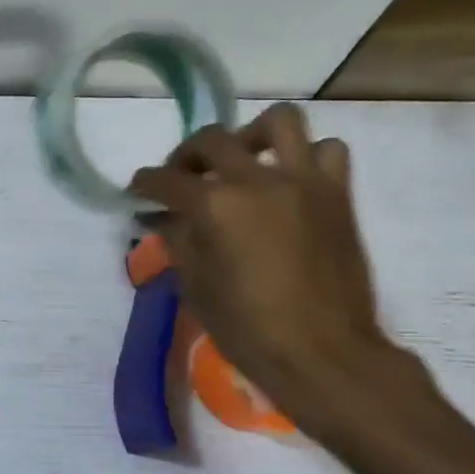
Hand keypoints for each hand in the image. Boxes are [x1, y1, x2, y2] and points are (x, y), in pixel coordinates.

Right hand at [130, 103, 399, 421]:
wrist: (321, 352)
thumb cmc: (246, 327)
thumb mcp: (196, 285)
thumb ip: (178, 240)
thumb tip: (162, 217)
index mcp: (215, 206)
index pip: (166, 180)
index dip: (145, 184)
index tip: (137, 191)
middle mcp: (257, 180)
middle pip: (212, 140)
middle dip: (186, 155)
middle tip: (181, 178)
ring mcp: (303, 181)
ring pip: (279, 122)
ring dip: (251, 135)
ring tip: (243, 160)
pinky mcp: (337, 194)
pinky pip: (327, 151)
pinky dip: (306, 157)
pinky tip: (289, 181)